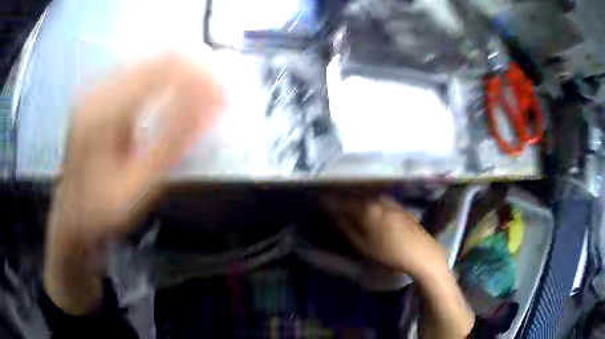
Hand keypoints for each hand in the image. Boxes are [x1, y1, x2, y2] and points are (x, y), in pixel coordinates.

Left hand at [45, 54, 224, 313]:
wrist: (72, 216)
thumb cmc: (102, 211)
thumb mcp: (139, 185)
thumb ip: (174, 141)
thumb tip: (215, 103)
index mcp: (103, 112)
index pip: (164, 68)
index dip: (203, 73)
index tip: (229, 92)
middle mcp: (98, 89)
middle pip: (159, 57)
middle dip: (197, 71)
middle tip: (222, 95)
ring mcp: (97, 88)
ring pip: (152, 61)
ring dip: (184, 75)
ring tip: (205, 98)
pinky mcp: (99, 93)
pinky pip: (141, 73)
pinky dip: (167, 81)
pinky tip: (177, 99)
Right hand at [322, 195, 447, 279]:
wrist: (421, 253)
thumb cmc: (390, 253)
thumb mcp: (364, 245)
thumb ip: (348, 228)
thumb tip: (335, 214)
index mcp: (367, 209)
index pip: (343, 201)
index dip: (330, 200)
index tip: (320, 200)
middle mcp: (378, 200)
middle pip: (355, 196)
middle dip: (343, 198)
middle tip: (332, 202)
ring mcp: (390, 201)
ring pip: (367, 197)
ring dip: (356, 199)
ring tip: (347, 204)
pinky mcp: (398, 205)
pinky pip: (378, 200)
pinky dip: (368, 202)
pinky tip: (367, 208)